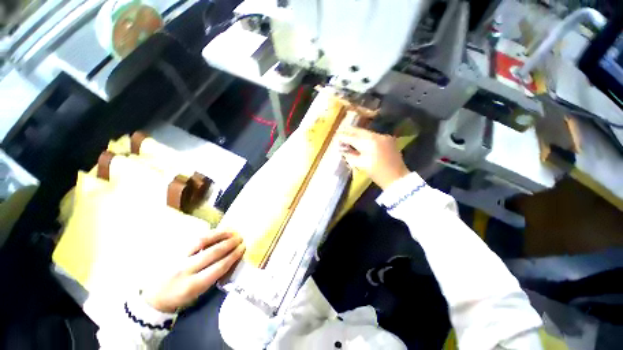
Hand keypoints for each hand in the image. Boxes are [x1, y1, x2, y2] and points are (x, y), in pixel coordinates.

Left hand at [144, 231, 244, 312]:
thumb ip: (213, 276)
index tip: (243, 248)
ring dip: (220, 235)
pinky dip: (208, 234)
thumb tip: (230, 260)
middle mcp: (185, 270)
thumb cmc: (179, 298)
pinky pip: (194, 239)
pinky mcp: (173, 251)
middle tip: (240, 238)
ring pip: (202, 241)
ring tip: (231, 231)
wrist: (152, 297)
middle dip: (230, 244)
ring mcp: (178, 258)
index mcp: (193, 285)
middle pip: (213, 253)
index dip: (233, 256)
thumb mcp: (198, 293)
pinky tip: (217, 232)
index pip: (219, 267)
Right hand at [336, 126, 409, 189]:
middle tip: (340, 131)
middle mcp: (376, 136)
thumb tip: (342, 148)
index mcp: (368, 143)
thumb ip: (350, 154)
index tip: (336, 136)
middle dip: (349, 132)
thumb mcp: (360, 164)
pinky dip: (366, 136)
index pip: (352, 137)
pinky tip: (361, 139)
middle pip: (359, 131)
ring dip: (357, 133)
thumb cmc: (376, 173)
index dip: (343, 137)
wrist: (397, 177)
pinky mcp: (388, 139)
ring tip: (349, 134)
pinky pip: (373, 135)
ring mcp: (383, 136)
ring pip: (366, 132)